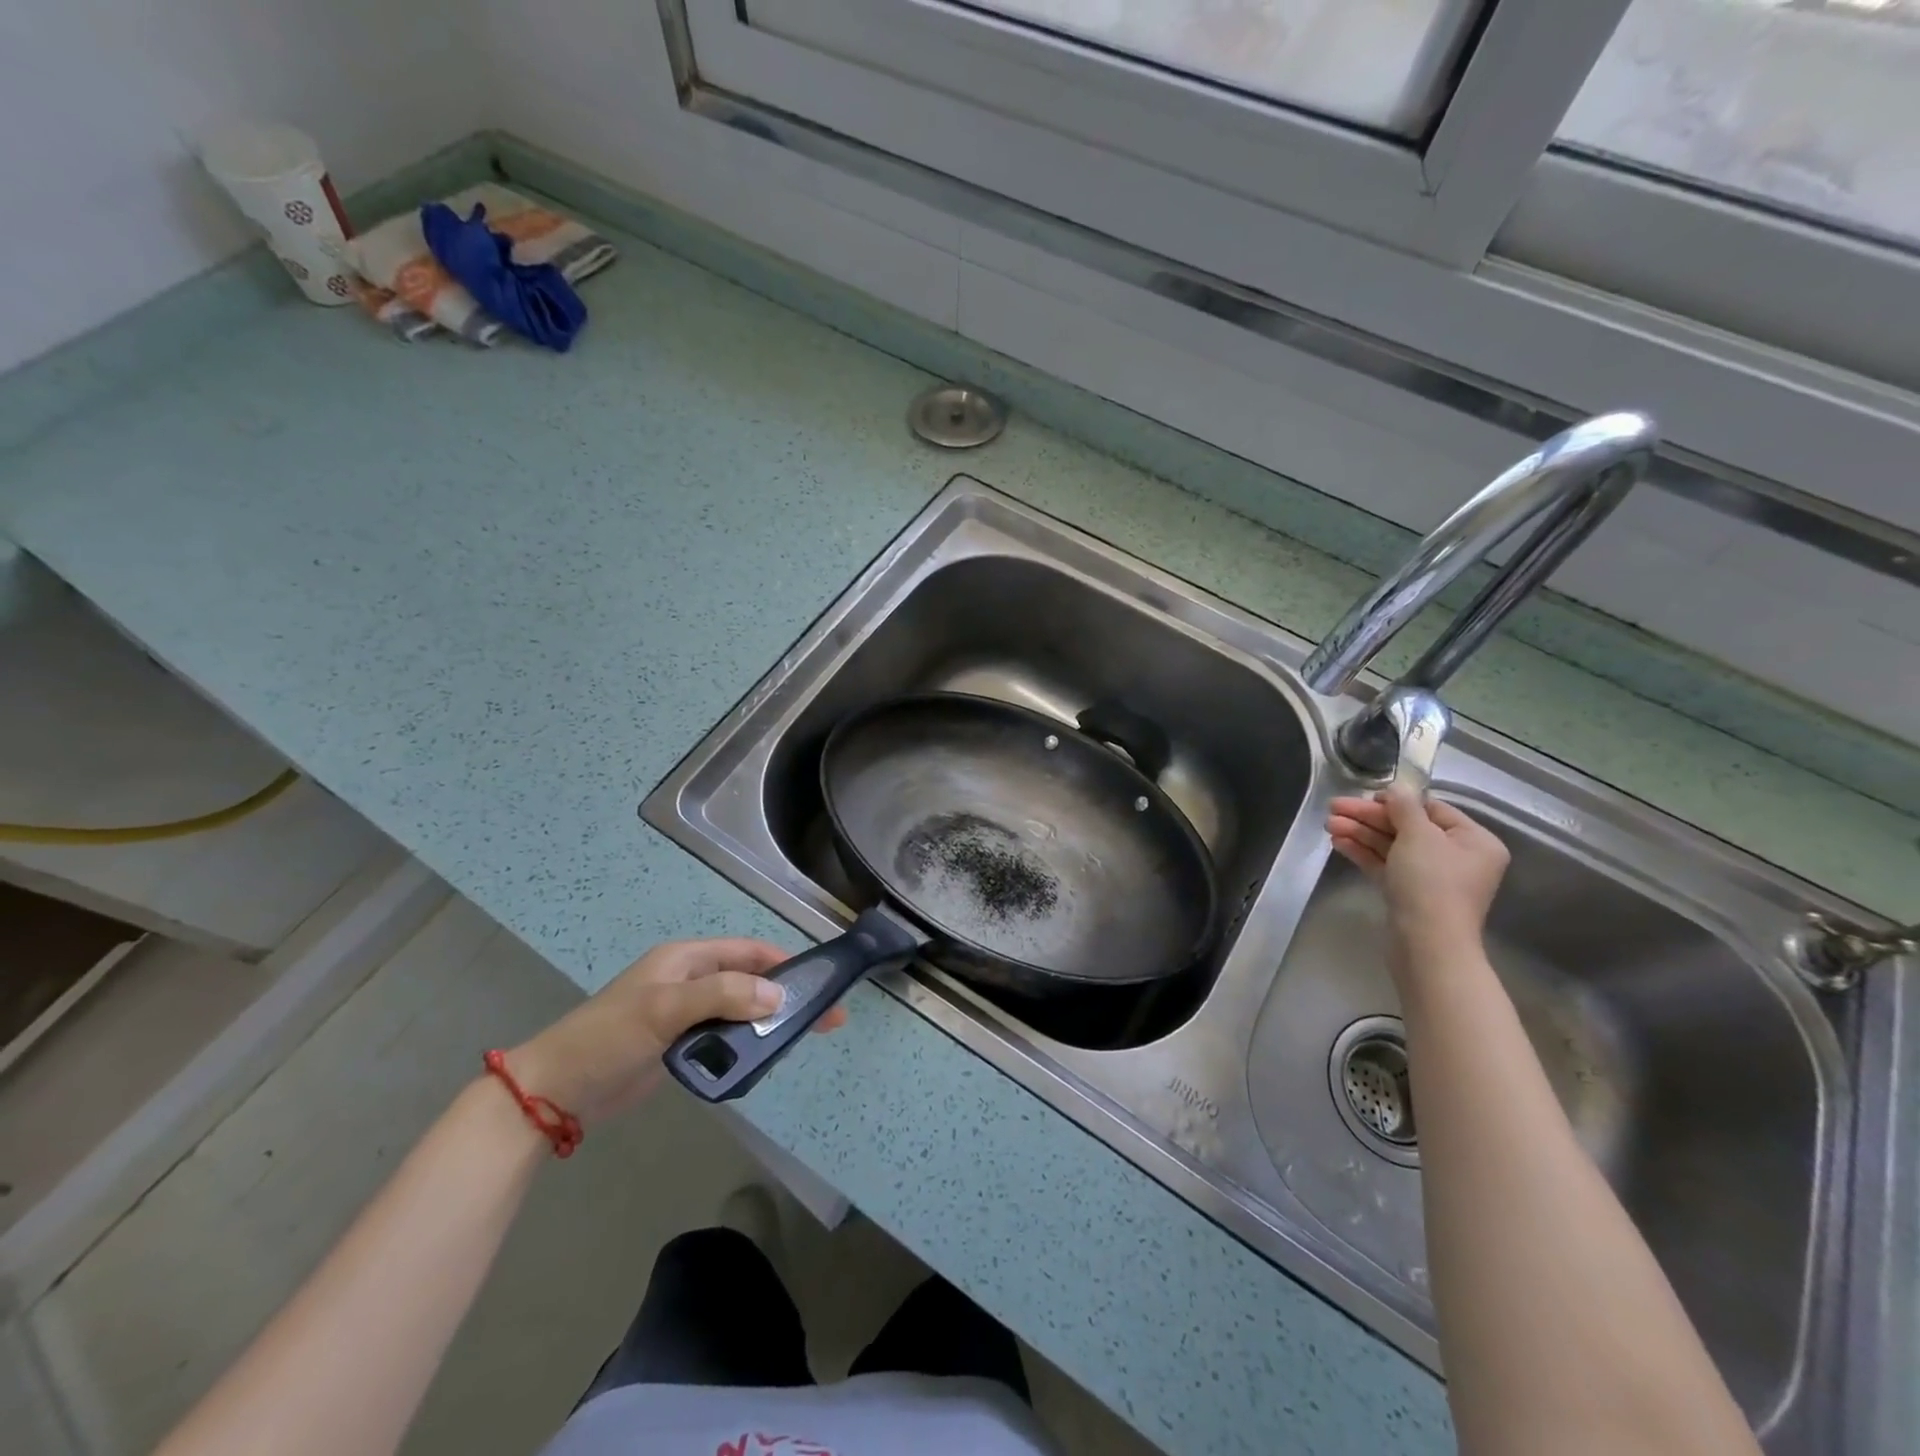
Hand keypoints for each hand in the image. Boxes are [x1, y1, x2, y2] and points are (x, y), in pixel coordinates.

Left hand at [505, 938, 847, 1125]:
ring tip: (802, 1038)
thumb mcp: (665, 1009)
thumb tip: (778, 995)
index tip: (819, 981)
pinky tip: (764, 1057)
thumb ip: (723, 996)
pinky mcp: (678, 1045)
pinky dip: (746, 1043)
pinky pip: (723, 1036)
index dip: (784, 962)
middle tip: (823, 1018)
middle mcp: (689, 980)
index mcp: (686, 959)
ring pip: (739, 1009)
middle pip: (749, 979)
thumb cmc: (609, 1038)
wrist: (555, 1091)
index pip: (747, 951)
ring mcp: (684, 1014)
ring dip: (767, 1020)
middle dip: (785, 994)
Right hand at [1326, 785, 1509, 954]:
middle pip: (1407, 827)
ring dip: (1360, 833)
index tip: (1365, 796)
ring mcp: (1431, 878)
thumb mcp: (1418, 835)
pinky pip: (1385, 865)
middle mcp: (1457, 858)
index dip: (1397, 801)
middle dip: (1368, 817)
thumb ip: (1404, 806)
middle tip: (1333, 808)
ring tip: (1328, 825)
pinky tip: (1338, 842)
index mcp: (1474, 841)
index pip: (1432, 809)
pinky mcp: (1409, 894)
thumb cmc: (1431, 883)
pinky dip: (1363, 852)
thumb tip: (1397, 788)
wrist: (1427, 944)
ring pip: (1392, 846)